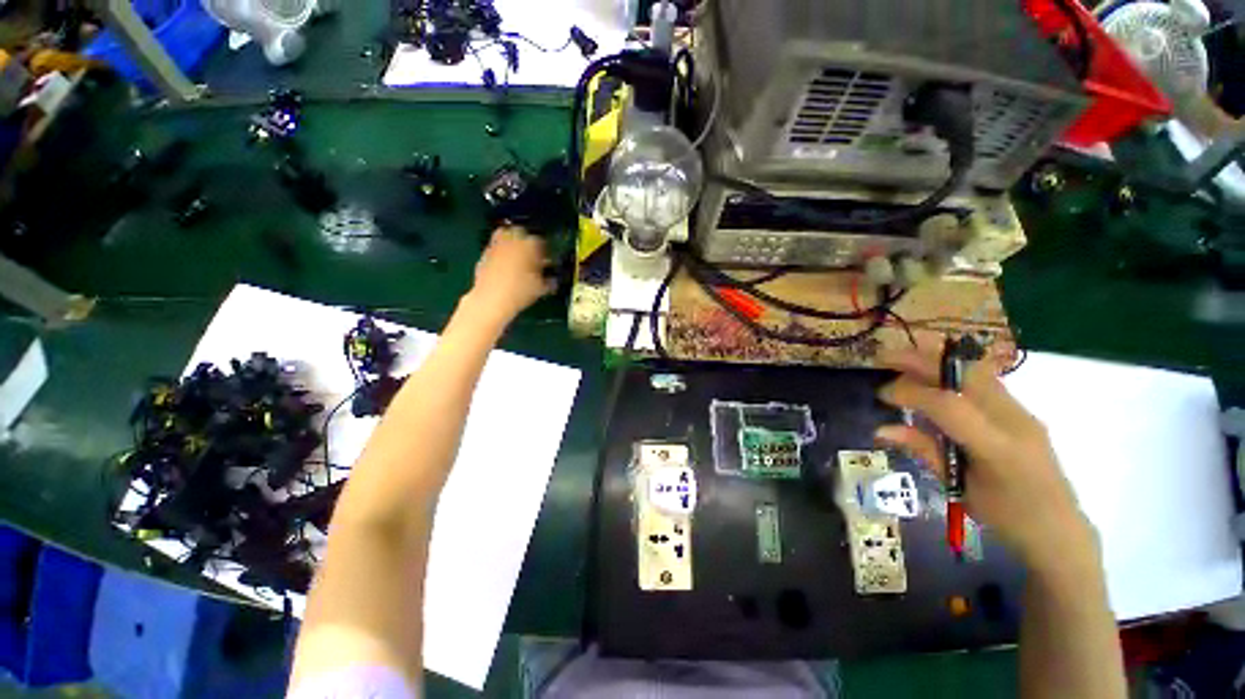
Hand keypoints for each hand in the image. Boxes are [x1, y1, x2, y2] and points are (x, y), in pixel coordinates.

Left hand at [468, 226, 555, 323]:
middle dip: (525, 241)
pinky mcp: (483, 254)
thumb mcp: (541, 289)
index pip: (540, 241)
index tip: (545, 261)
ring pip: (504, 236)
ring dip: (511, 244)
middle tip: (530, 255)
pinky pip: (494, 249)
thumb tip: (552, 280)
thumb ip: (549, 281)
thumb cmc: (521, 292)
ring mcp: (496, 245)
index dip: (544, 251)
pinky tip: (502, 268)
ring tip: (516, 259)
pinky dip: (499, 254)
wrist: (492, 299)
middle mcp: (512, 239)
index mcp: (530, 244)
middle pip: (520, 232)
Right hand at [874, 345, 1096, 574]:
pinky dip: (952, 373)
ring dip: (937, 363)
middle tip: (886, 361)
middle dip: (921, 362)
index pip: (948, 405)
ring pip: (976, 370)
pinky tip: (934, 381)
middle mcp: (1015, 421)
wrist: (1058, 529)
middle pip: (965, 374)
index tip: (882, 395)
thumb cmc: (1005, 516)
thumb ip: (924, 451)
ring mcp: (1022, 412)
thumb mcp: (959, 488)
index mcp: (998, 448)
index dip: (909, 393)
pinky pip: (983, 380)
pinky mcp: (1022, 411)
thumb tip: (881, 429)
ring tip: (905, 365)